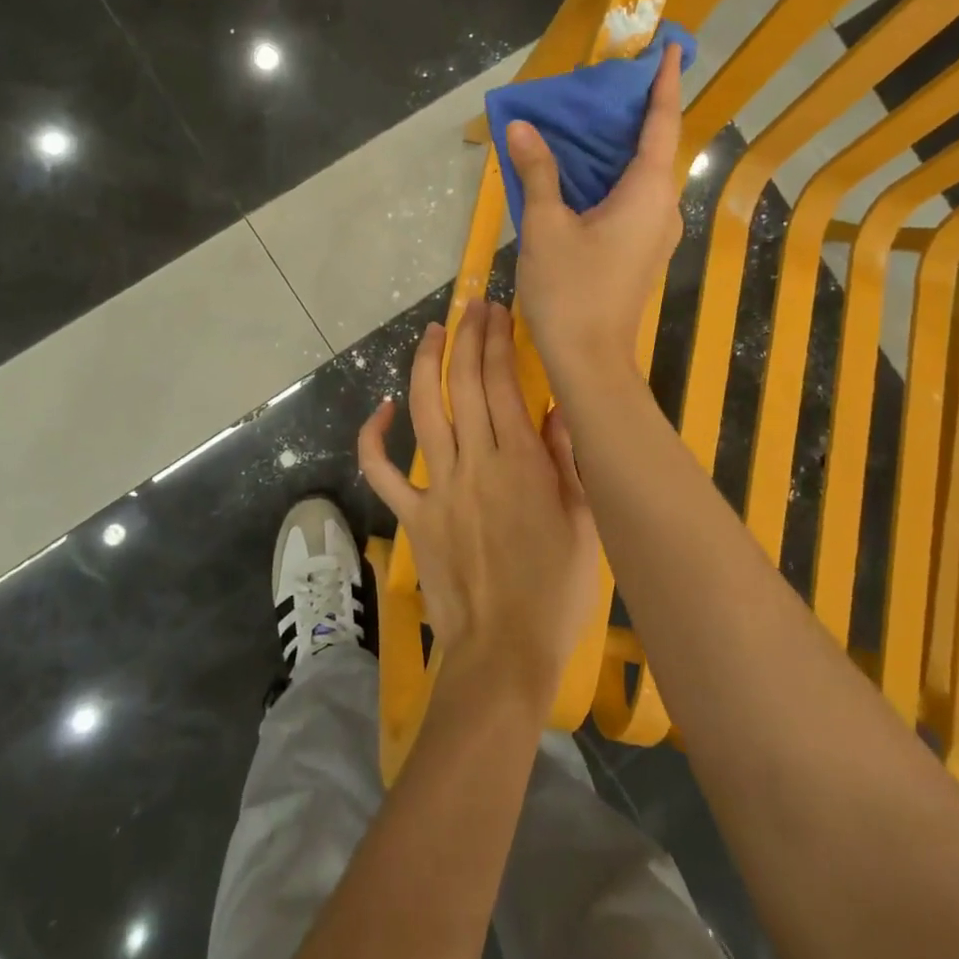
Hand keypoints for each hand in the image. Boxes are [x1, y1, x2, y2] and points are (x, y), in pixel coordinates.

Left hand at [359, 300, 600, 703]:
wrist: (504, 653)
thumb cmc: (556, 592)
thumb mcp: (583, 523)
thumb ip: (567, 461)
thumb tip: (557, 408)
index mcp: (521, 462)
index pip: (503, 383)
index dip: (498, 340)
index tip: (497, 311)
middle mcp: (476, 463)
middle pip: (464, 384)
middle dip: (467, 336)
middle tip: (471, 305)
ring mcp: (438, 487)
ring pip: (426, 411)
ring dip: (427, 364)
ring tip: (433, 331)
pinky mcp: (413, 516)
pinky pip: (383, 472)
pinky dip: (374, 438)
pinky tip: (382, 409)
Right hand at [506, 45, 684, 388]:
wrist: (589, 360)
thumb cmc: (570, 291)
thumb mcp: (546, 226)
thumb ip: (538, 172)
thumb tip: (522, 127)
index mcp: (648, 193)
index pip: (662, 124)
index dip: (665, 83)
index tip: (671, 47)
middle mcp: (662, 207)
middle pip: (654, 147)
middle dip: (636, 111)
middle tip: (609, 79)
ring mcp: (655, 232)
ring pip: (642, 174)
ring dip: (621, 145)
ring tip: (590, 116)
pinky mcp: (642, 250)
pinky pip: (633, 197)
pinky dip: (613, 174)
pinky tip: (583, 169)